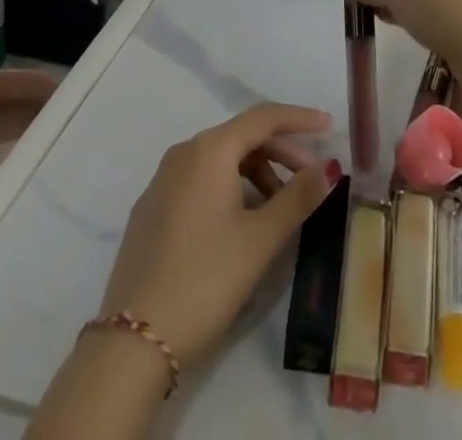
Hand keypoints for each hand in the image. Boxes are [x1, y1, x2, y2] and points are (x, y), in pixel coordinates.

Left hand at [97, 103, 336, 371]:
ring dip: (256, 174)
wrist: (132, 343)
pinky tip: (242, 223)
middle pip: (242, 137)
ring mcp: (162, 181)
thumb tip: (328, 166)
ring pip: (221, 160)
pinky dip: (230, 189)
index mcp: (209, 149)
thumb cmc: (205, 280)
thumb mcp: (260, 239)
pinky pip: (200, 181)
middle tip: (311, 180)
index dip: (299, 118)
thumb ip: (298, 197)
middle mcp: (183, 153)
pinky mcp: (151, 210)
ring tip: (279, 210)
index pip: (263, 117)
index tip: (329, 126)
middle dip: (281, 153)